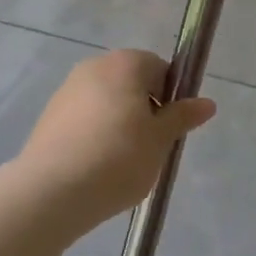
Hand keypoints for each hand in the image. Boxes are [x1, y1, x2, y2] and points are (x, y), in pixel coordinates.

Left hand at [18, 51, 215, 229]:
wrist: (50, 192)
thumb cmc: (118, 158)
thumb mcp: (160, 140)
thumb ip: (182, 117)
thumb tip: (207, 103)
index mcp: (126, 63)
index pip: (160, 69)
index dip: (170, 97)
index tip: (169, 128)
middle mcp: (94, 66)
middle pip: (131, 83)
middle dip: (144, 110)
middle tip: (149, 147)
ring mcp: (67, 90)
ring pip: (106, 102)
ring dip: (119, 123)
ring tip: (121, 162)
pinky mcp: (48, 117)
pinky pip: (83, 119)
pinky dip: (94, 135)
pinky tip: (95, 167)